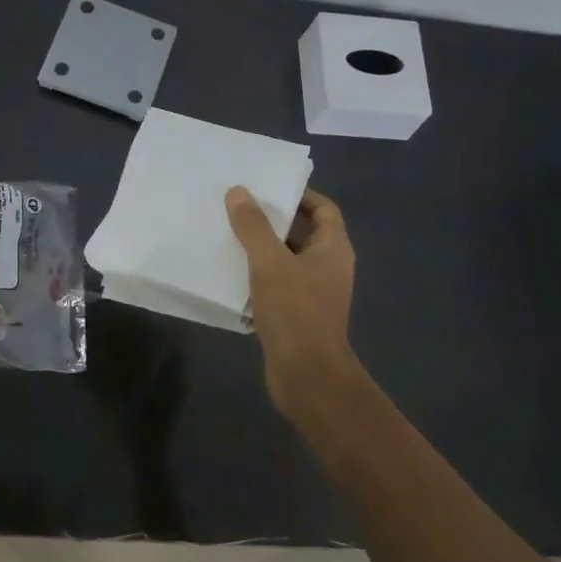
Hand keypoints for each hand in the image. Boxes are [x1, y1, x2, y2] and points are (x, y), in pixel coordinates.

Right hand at [225, 185, 361, 421]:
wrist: (306, 375)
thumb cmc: (295, 311)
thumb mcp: (270, 262)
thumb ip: (253, 226)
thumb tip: (238, 191)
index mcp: (333, 248)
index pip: (323, 208)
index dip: (299, 194)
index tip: (267, 187)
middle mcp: (328, 267)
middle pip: (302, 233)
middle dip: (272, 221)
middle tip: (238, 208)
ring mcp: (314, 294)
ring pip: (286, 262)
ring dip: (260, 251)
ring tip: (227, 237)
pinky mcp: (297, 316)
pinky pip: (276, 287)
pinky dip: (257, 279)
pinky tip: (229, 276)